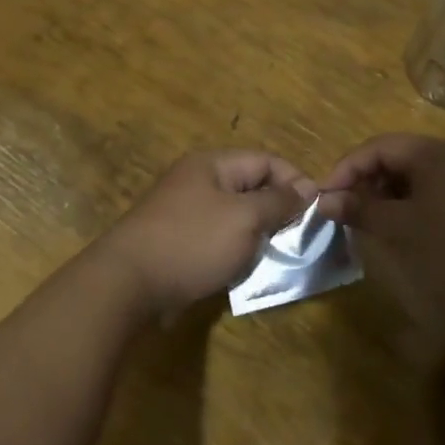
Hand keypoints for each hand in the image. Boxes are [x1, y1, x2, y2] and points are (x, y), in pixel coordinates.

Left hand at [95, 151, 315, 320]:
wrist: (127, 283)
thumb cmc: (192, 242)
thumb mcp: (244, 219)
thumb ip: (278, 202)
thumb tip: (306, 187)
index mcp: (213, 164)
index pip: (267, 161)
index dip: (296, 181)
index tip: (317, 212)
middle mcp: (198, 180)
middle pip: (251, 186)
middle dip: (277, 210)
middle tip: (298, 238)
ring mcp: (184, 210)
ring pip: (234, 214)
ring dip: (256, 233)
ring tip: (274, 256)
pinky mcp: (176, 239)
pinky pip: (216, 236)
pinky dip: (233, 249)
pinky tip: (242, 269)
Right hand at [318, 134, 444, 332]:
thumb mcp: (398, 230)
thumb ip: (359, 208)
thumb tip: (325, 199)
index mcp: (439, 152)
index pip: (381, 146)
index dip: (347, 168)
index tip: (324, 196)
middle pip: (402, 156)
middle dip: (369, 180)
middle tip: (345, 210)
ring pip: (423, 176)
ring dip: (391, 194)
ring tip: (371, 222)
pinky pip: (443, 191)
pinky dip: (417, 204)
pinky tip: (405, 229)